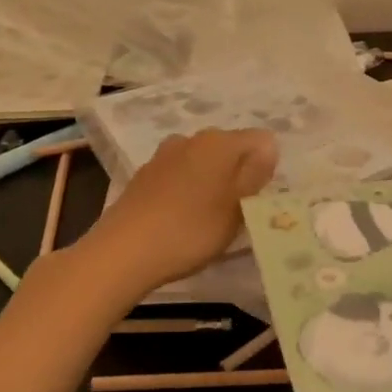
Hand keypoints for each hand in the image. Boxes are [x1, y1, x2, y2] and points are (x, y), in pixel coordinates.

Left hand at [86, 129, 277, 292]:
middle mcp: (192, 139)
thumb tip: (269, 146)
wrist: (123, 252)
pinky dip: (188, 191)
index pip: (261, 141)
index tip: (260, 197)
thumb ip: (256, 174)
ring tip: (211, 216)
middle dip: (239, 173)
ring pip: (203, 162)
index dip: (267, 167)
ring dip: (212, 182)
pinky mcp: (144, 176)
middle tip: (240, 210)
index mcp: (220, 142)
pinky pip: (179, 176)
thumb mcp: (238, 208)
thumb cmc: (191, 230)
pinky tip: (183, 218)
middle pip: (230, 149)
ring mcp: (164, 156)